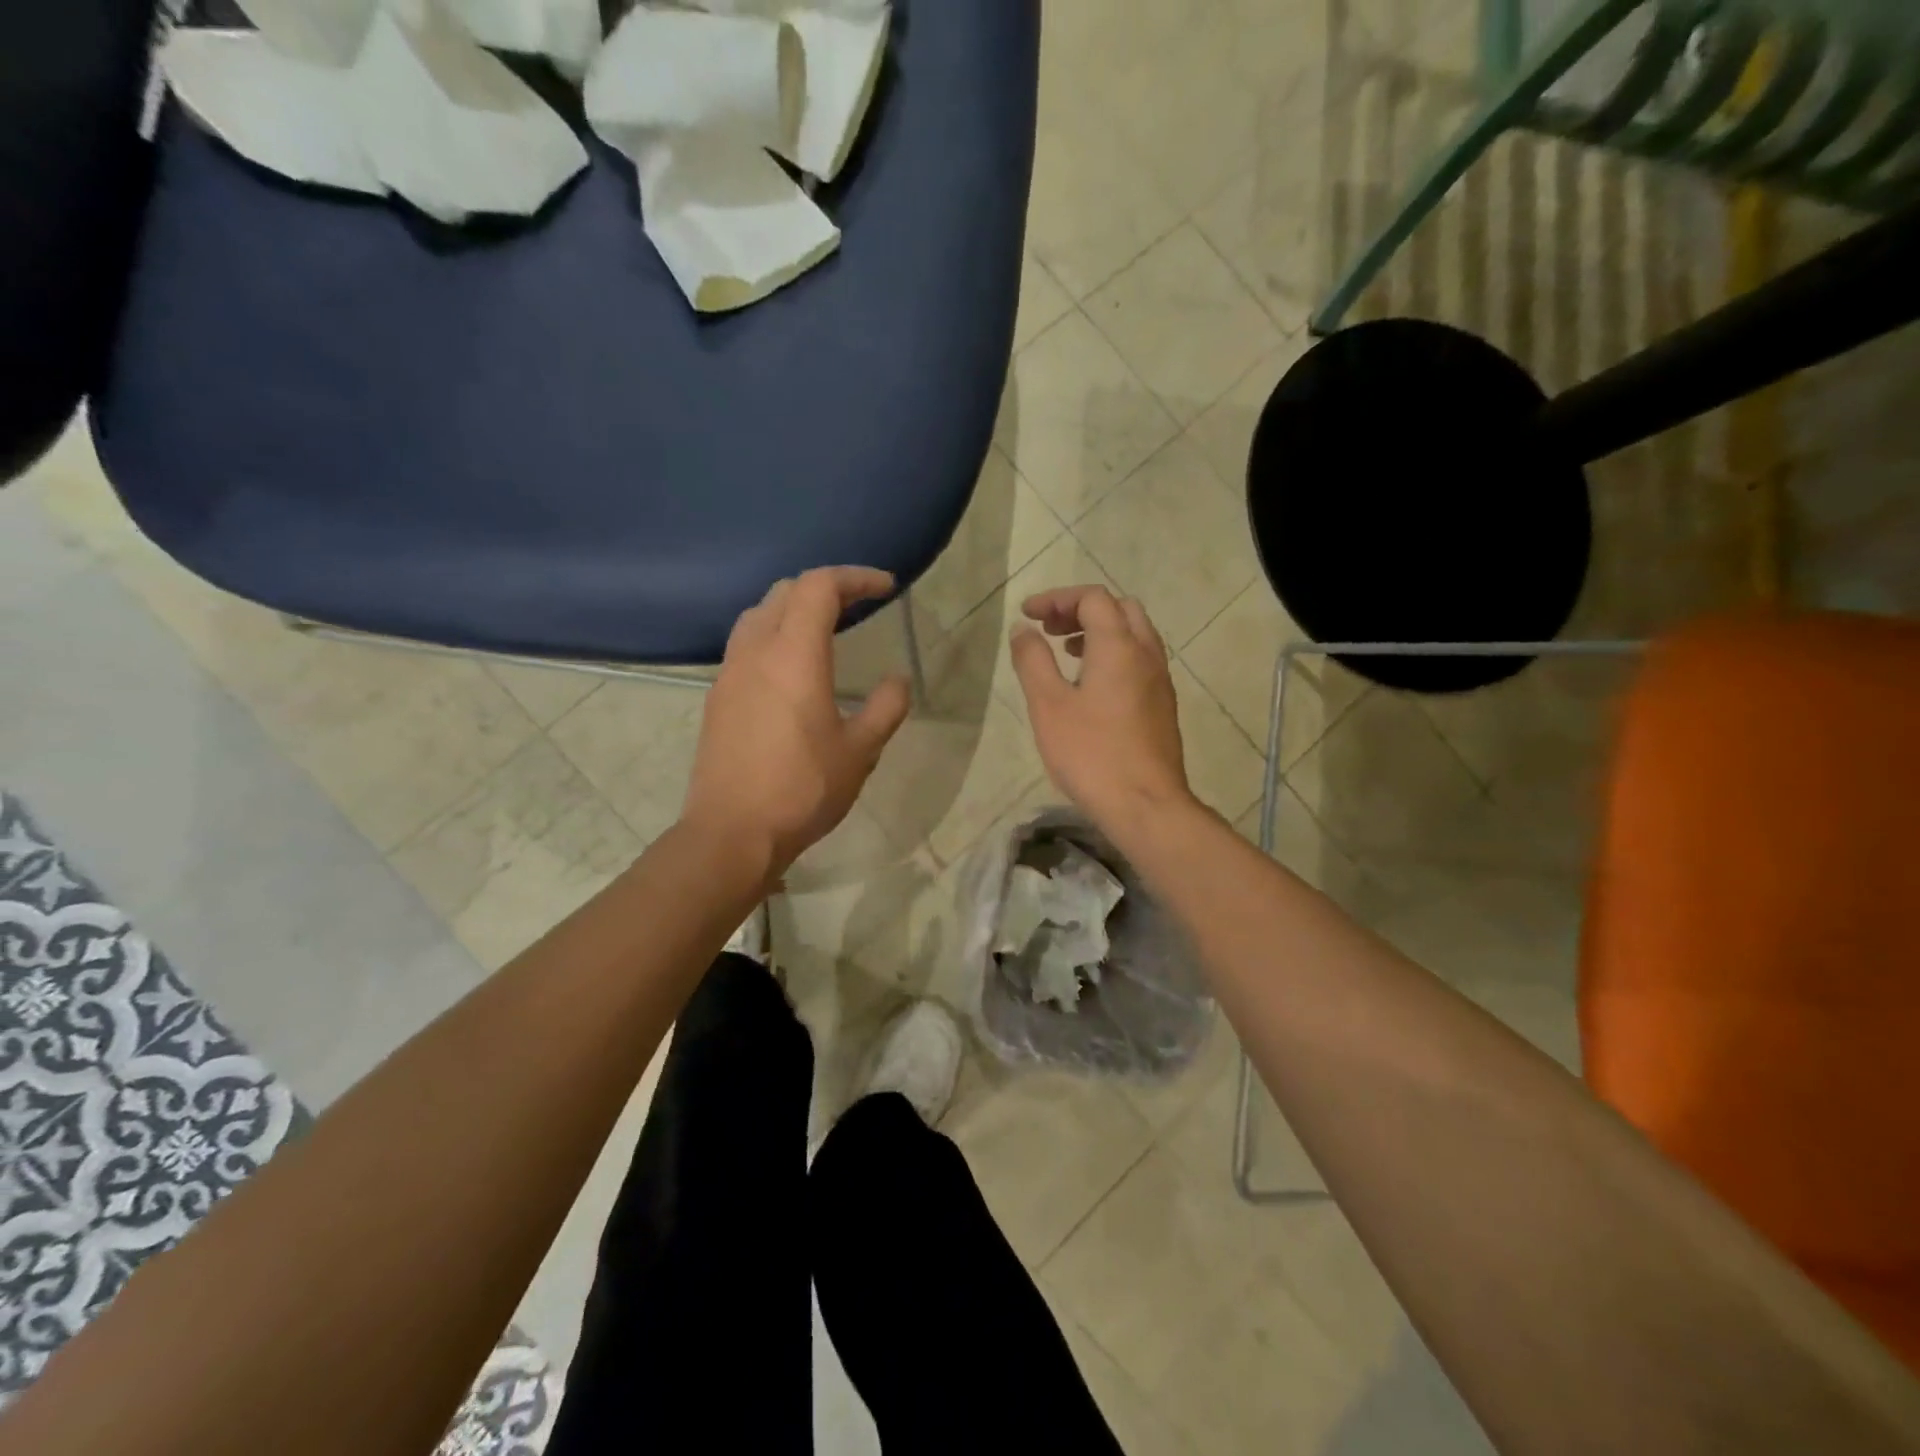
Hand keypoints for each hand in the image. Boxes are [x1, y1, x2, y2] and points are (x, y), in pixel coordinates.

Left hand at [683, 567, 910, 884]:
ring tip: (824, 629)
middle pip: (785, 591)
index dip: (855, 577)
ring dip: (793, 607)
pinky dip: (774, 634)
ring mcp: (730, 673)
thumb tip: (898, 679)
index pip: (819, 586)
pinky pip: (745, 644)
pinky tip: (791, 667)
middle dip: (826, 587)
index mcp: (794, 655)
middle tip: (859, 605)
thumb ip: (885, 707)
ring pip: (759, 614)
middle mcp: (756, 651)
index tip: (885, 588)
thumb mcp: (860, 751)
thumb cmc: (803, 789)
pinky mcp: (717, 697)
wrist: (732, 832)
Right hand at [1010, 586, 1193, 830]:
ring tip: (1066, 654)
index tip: (1028, 615)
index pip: (1092, 598)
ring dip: (1100, 632)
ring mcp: (1160, 680)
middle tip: (1050, 630)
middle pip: (1119, 608)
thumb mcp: (1048, 705)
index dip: (1057, 599)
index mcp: (1119, 646)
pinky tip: (1091, 687)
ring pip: (1134, 634)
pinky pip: (1140, 660)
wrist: (1145, 804)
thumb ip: (1033, 660)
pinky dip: (1114, 655)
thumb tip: (1023, 629)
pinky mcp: (1163, 705)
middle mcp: (1146, 654)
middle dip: (1081, 610)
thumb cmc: (1090, 753)